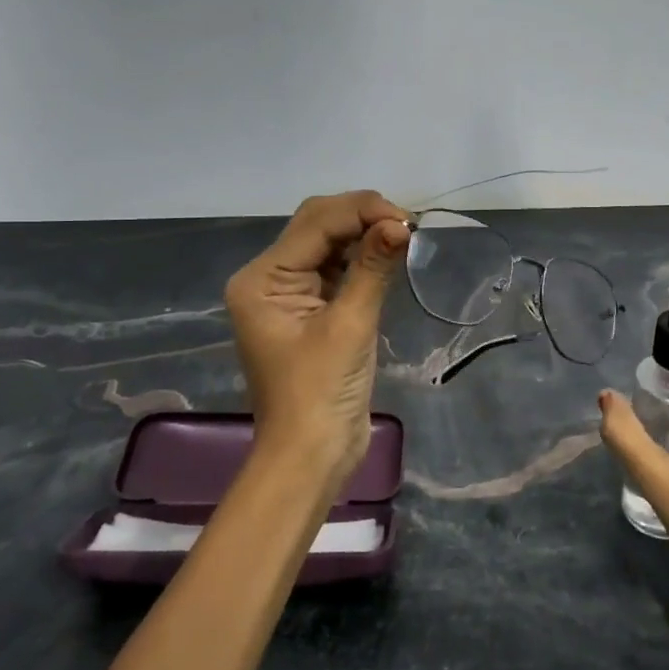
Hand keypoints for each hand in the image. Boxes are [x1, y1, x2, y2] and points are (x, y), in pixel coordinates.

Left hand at [225, 191, 410, 489]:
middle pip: (317, 226)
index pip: (315, 224)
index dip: (361, 211)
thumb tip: (401, 224)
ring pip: (328, 244)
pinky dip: (362, 259)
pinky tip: (388, 254)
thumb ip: (372, 268)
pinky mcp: (310, 311)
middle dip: (361, 217)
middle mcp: (268, 278)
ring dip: (364, 235)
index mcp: (262, 279)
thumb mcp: (349, 326)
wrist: (310, 458)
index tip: (407, 220)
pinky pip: (336, 270)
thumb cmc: (321, 393)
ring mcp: (288, 295)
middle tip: (406, 225)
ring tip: (403, 235)